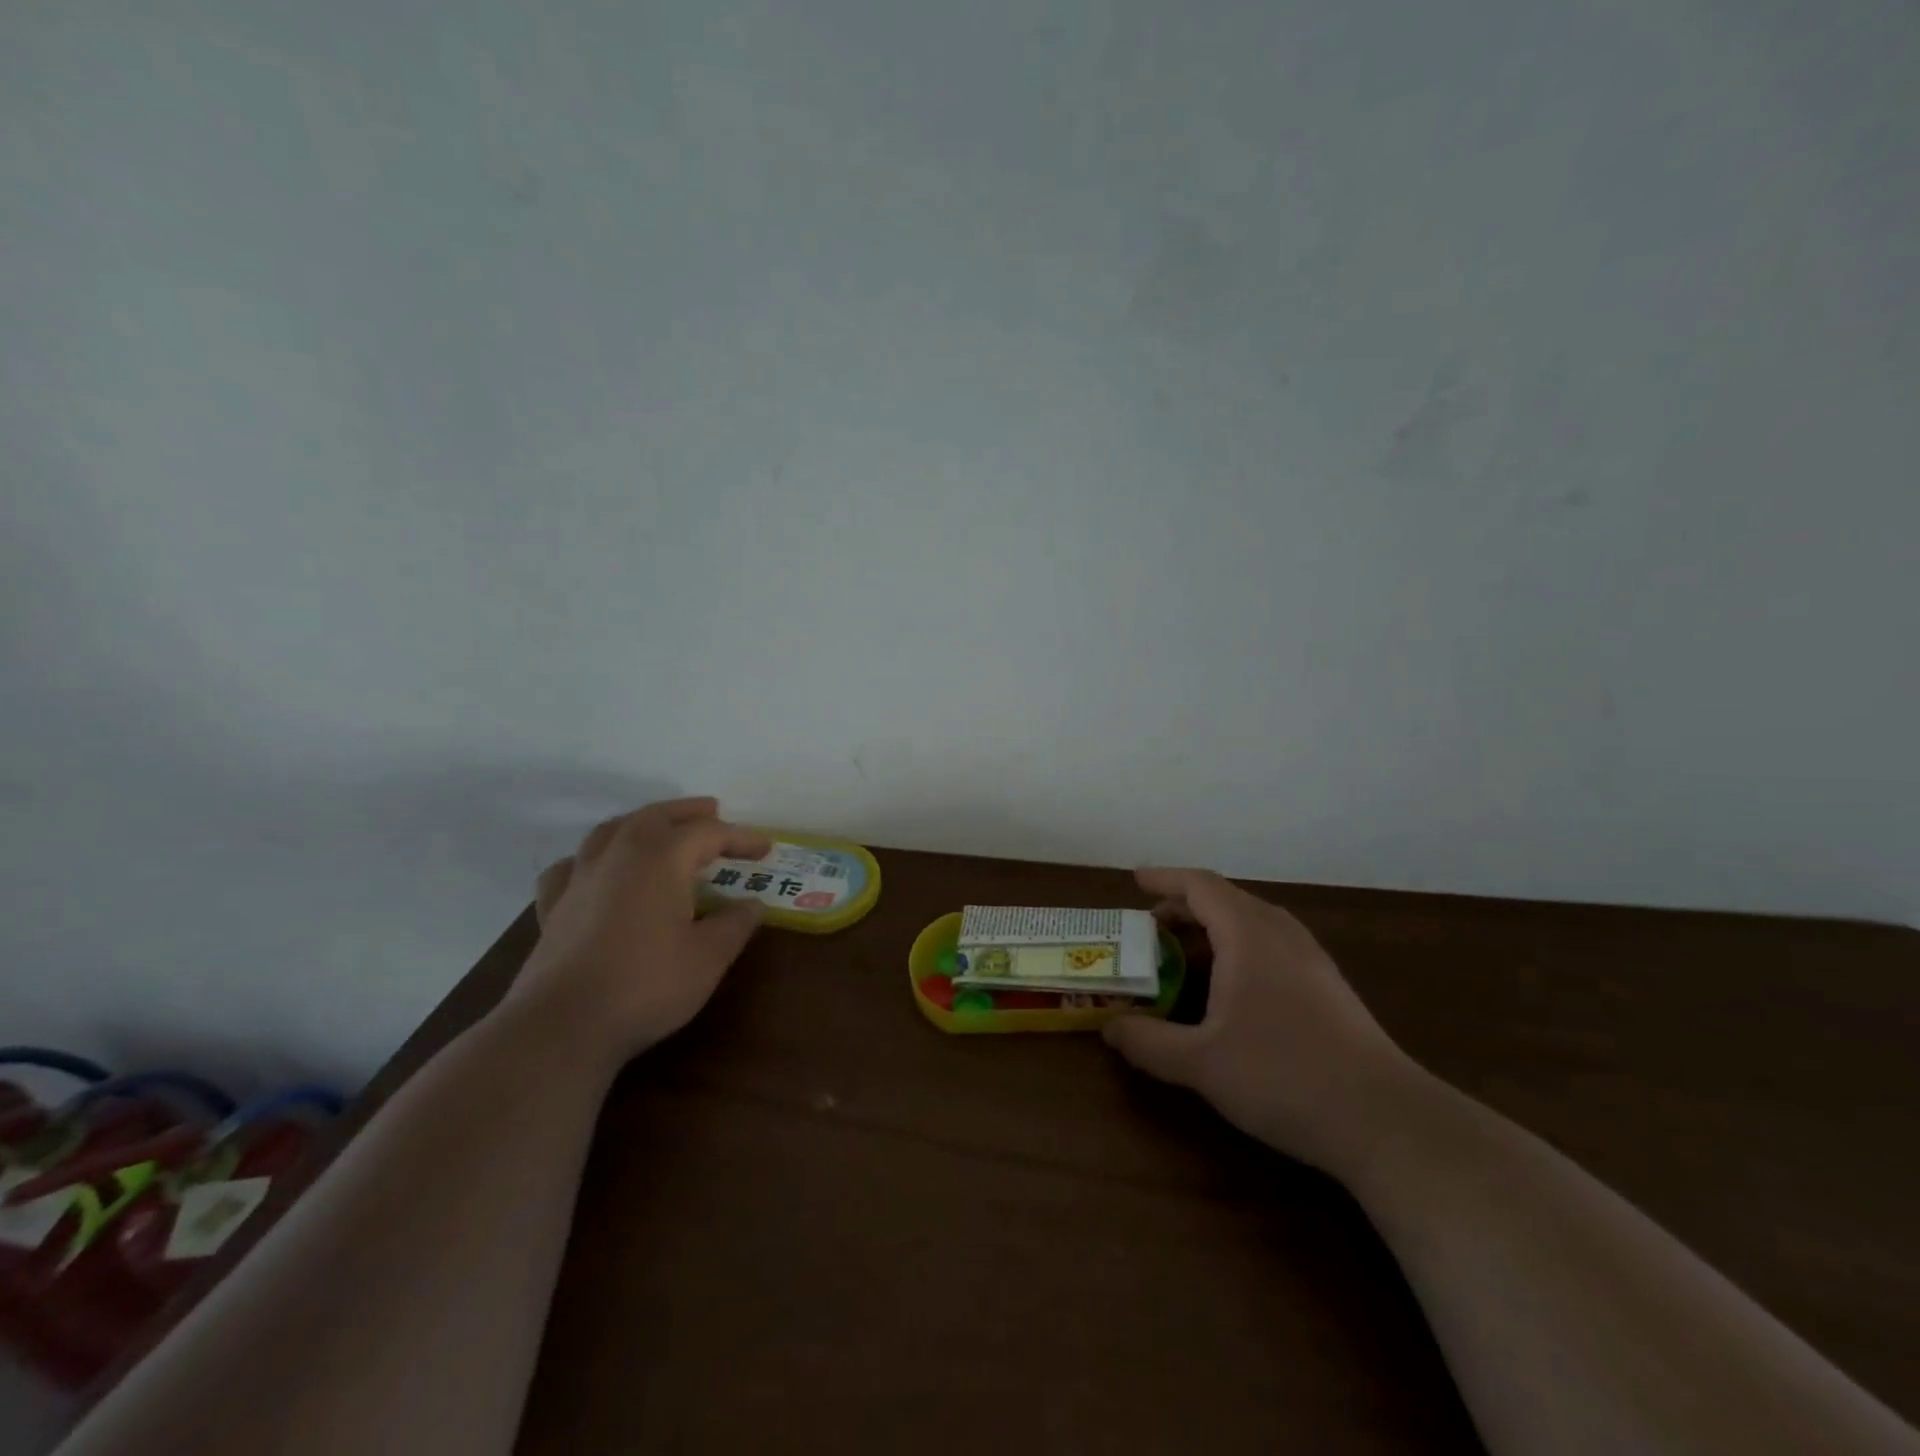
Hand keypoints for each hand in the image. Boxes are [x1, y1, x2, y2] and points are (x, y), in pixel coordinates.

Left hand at [507, 797, 770, 1061]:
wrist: (563, 1026)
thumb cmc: (647, 984)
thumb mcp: (709, 957)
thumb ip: (735, 924)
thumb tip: (753, 905)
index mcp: (661, 858)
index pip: (709, 833)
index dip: (740, 837)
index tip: (766, 848)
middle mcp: (619, 855)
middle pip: (656, 816)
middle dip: (687, 812)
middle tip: (713, 812)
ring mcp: (580, 879)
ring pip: (610, 831)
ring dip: (640, 823)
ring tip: (659, 829)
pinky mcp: (553, 908)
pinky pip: (571, 867)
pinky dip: (590, 859)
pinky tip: (596, 872)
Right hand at [1102, 868, 1417, 1172]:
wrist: (1385, 1120)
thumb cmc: (1283, 1075)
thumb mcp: (1200, 1063)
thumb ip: (1147, 1042)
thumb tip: (1110, 1027)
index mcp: (1248, 933)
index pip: (1199, 885)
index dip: (1164, 879)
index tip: (1134, 881)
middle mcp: (1281, 933)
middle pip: (1225, 899)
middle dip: (1182, 908)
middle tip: (1149, 933)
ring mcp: (1310, 958)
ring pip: (1251, 923)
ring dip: (1212, 930)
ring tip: (1184, 958)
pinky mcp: (1327, 986)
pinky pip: (1270, 946)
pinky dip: (1237, 949)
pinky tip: (1230, 991)